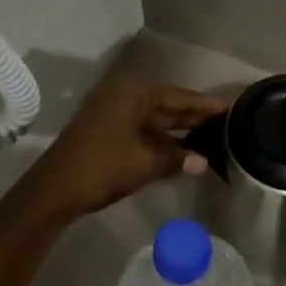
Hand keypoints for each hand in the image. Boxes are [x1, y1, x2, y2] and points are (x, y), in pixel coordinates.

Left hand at [14, 67, 227, 220]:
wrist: (53, 191)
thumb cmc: (102, 167)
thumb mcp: (145, 163)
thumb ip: (176, 159)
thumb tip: (203, 162)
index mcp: (134, 94)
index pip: (179, 96)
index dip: (205, 104)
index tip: (231, 108)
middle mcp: (124, 97)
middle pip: (168, 105)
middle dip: (194, 117)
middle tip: (226, 124)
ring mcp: (113, 115)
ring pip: (155, 120)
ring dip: (179, 131)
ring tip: (211, 139)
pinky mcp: (107, 132)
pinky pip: (143, 131)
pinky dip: (162, 141)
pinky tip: (181, 153)